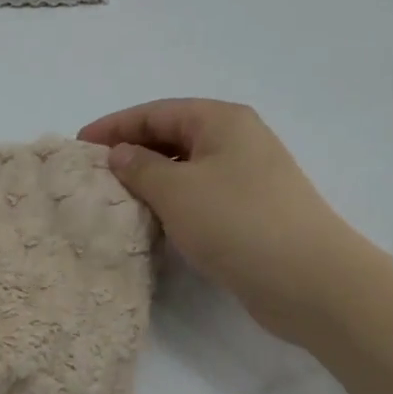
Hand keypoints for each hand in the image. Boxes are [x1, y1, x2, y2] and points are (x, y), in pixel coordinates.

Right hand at [78, 100, 359, 341]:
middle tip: (94, 173)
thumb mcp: (176, 190)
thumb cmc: (238, 222)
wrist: (312, 281)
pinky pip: (201, 194)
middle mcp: (237, 140)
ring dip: (151, 178)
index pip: (156, 112)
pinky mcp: (252, 211)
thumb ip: (139, 167)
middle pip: (172, 135)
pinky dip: (173, 201)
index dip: (115, 126)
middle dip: (132, 151)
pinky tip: (153, 220)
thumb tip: (120, 154)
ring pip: (186, 168)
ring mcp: (249, 176)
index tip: (80, 145)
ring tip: (116, 197)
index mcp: (221, 120)